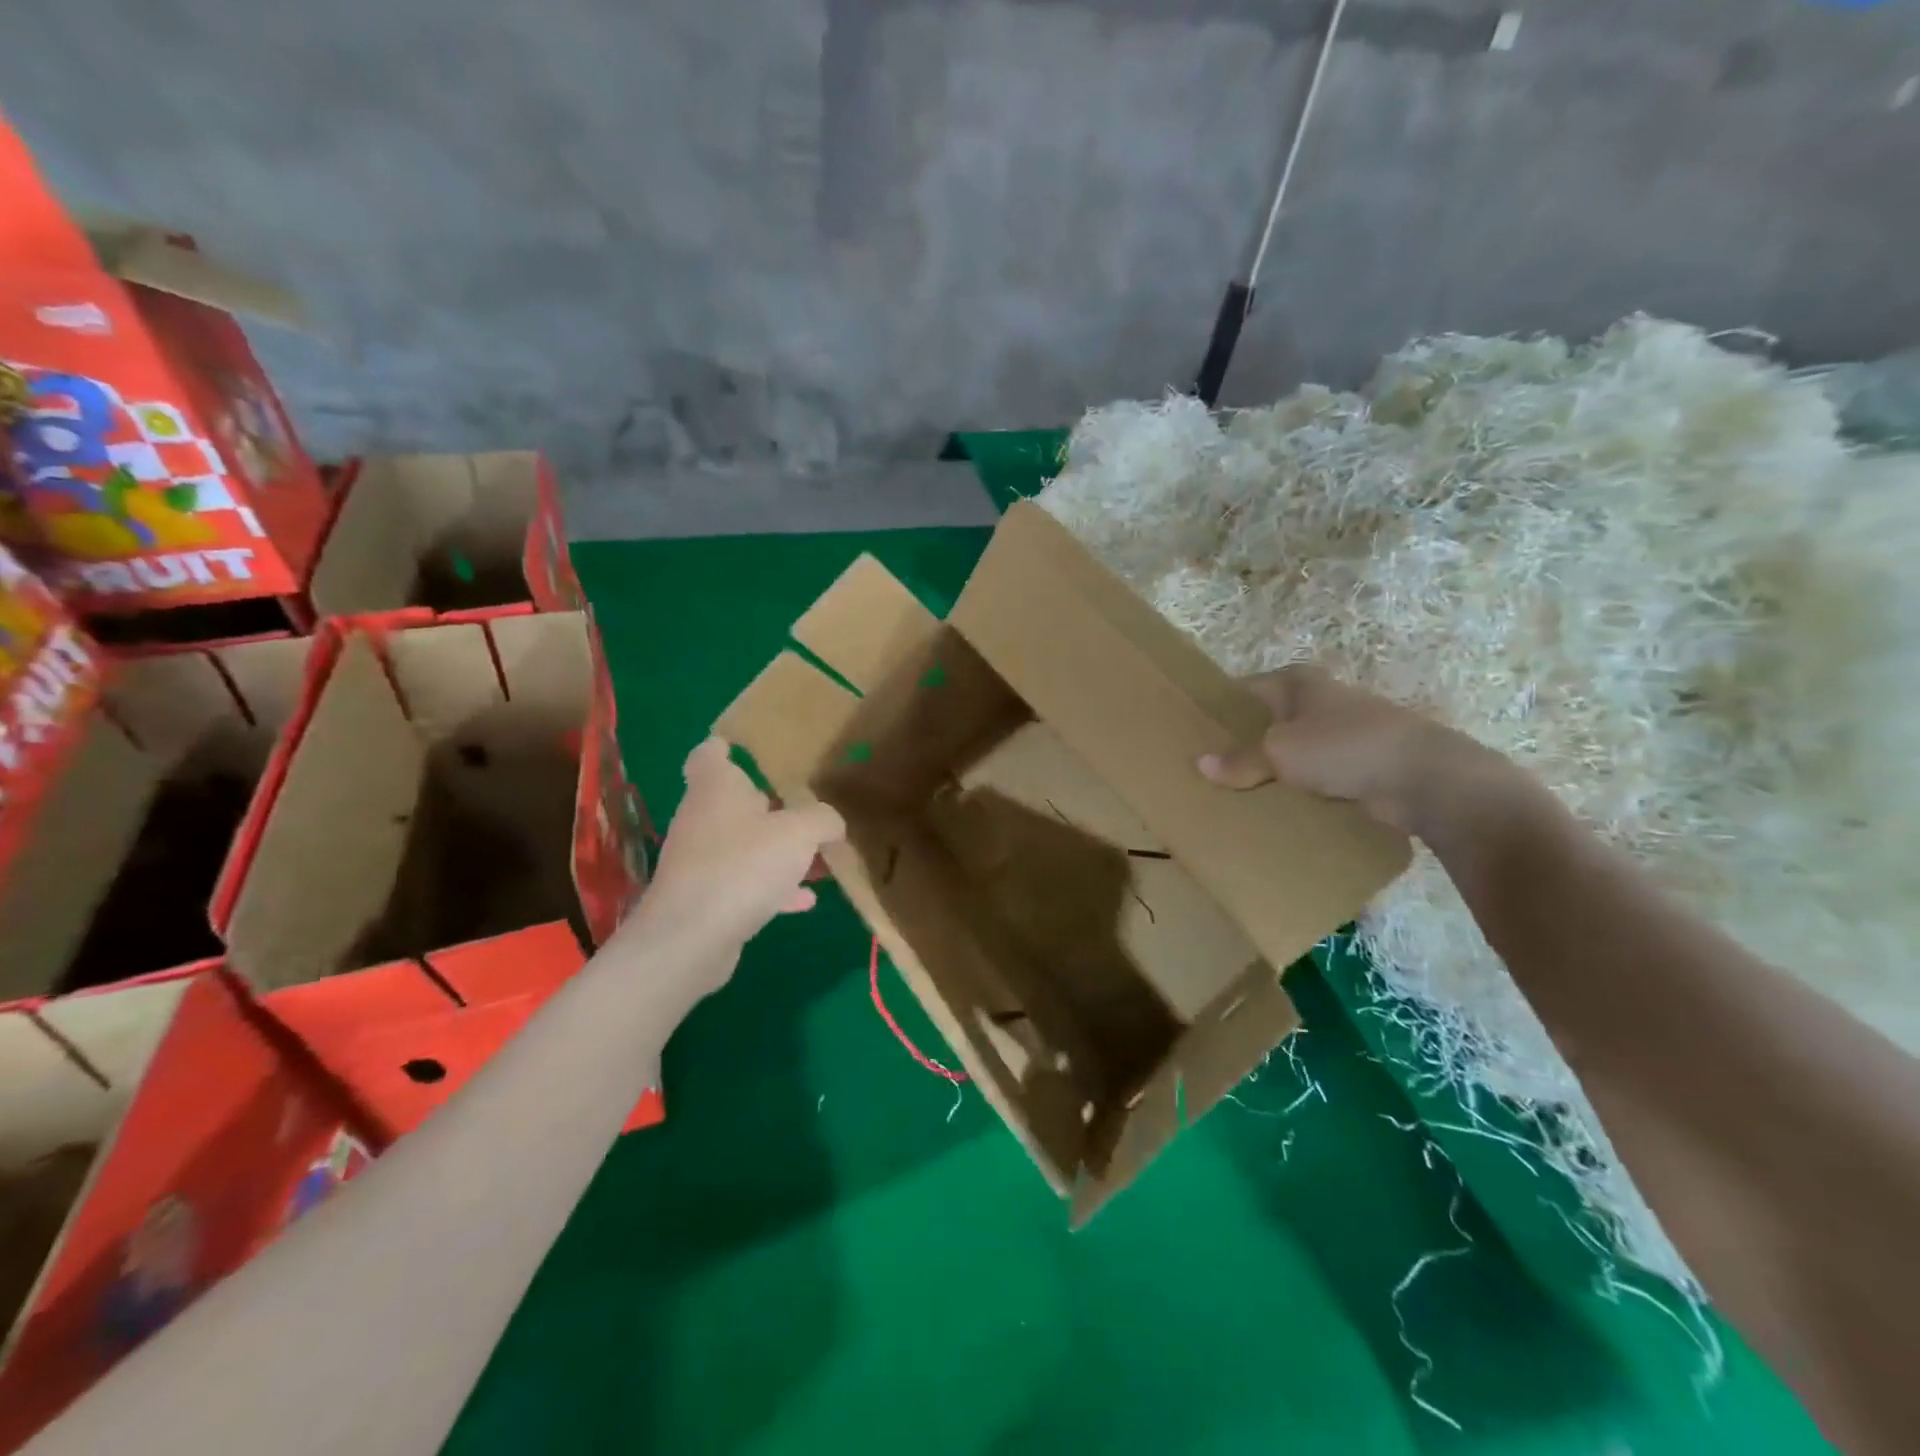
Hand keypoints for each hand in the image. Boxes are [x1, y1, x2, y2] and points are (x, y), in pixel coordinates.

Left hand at [618, 738, 844, 998]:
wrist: (691, 938)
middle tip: (807, 806)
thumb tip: (831, 823)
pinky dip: (773, 886)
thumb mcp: (800, 833)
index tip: (750, 748)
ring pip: (744, 844)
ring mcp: (700, 859)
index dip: (727, 746)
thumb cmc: (743, 865)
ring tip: (817, 857)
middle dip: (771, 805)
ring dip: (778, 850)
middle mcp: (702, 817)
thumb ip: (823, 820)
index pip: (710, 753)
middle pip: (735, 801)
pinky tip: (805, 900)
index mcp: (717, 787)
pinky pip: (744, 882)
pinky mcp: (705, 897)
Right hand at [1198, 666, 1477, 834]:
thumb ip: (1240, 759)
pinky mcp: (1355, 765)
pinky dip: (1293, 789)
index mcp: (1296, 683)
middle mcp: (1316, 702)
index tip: (1189, 733)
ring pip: (1288, 751)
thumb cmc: (1344, 747)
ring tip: (1229, 792)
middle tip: (1202, 769)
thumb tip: (1201, 765)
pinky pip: (1310, 776)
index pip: (1242, 690)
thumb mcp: (1280, 751)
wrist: (1424, 778)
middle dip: (1237, 744)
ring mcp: (1338, 734)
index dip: (1216, 709)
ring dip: (1266, 770)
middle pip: (1263, 721)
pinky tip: (1270, 807)